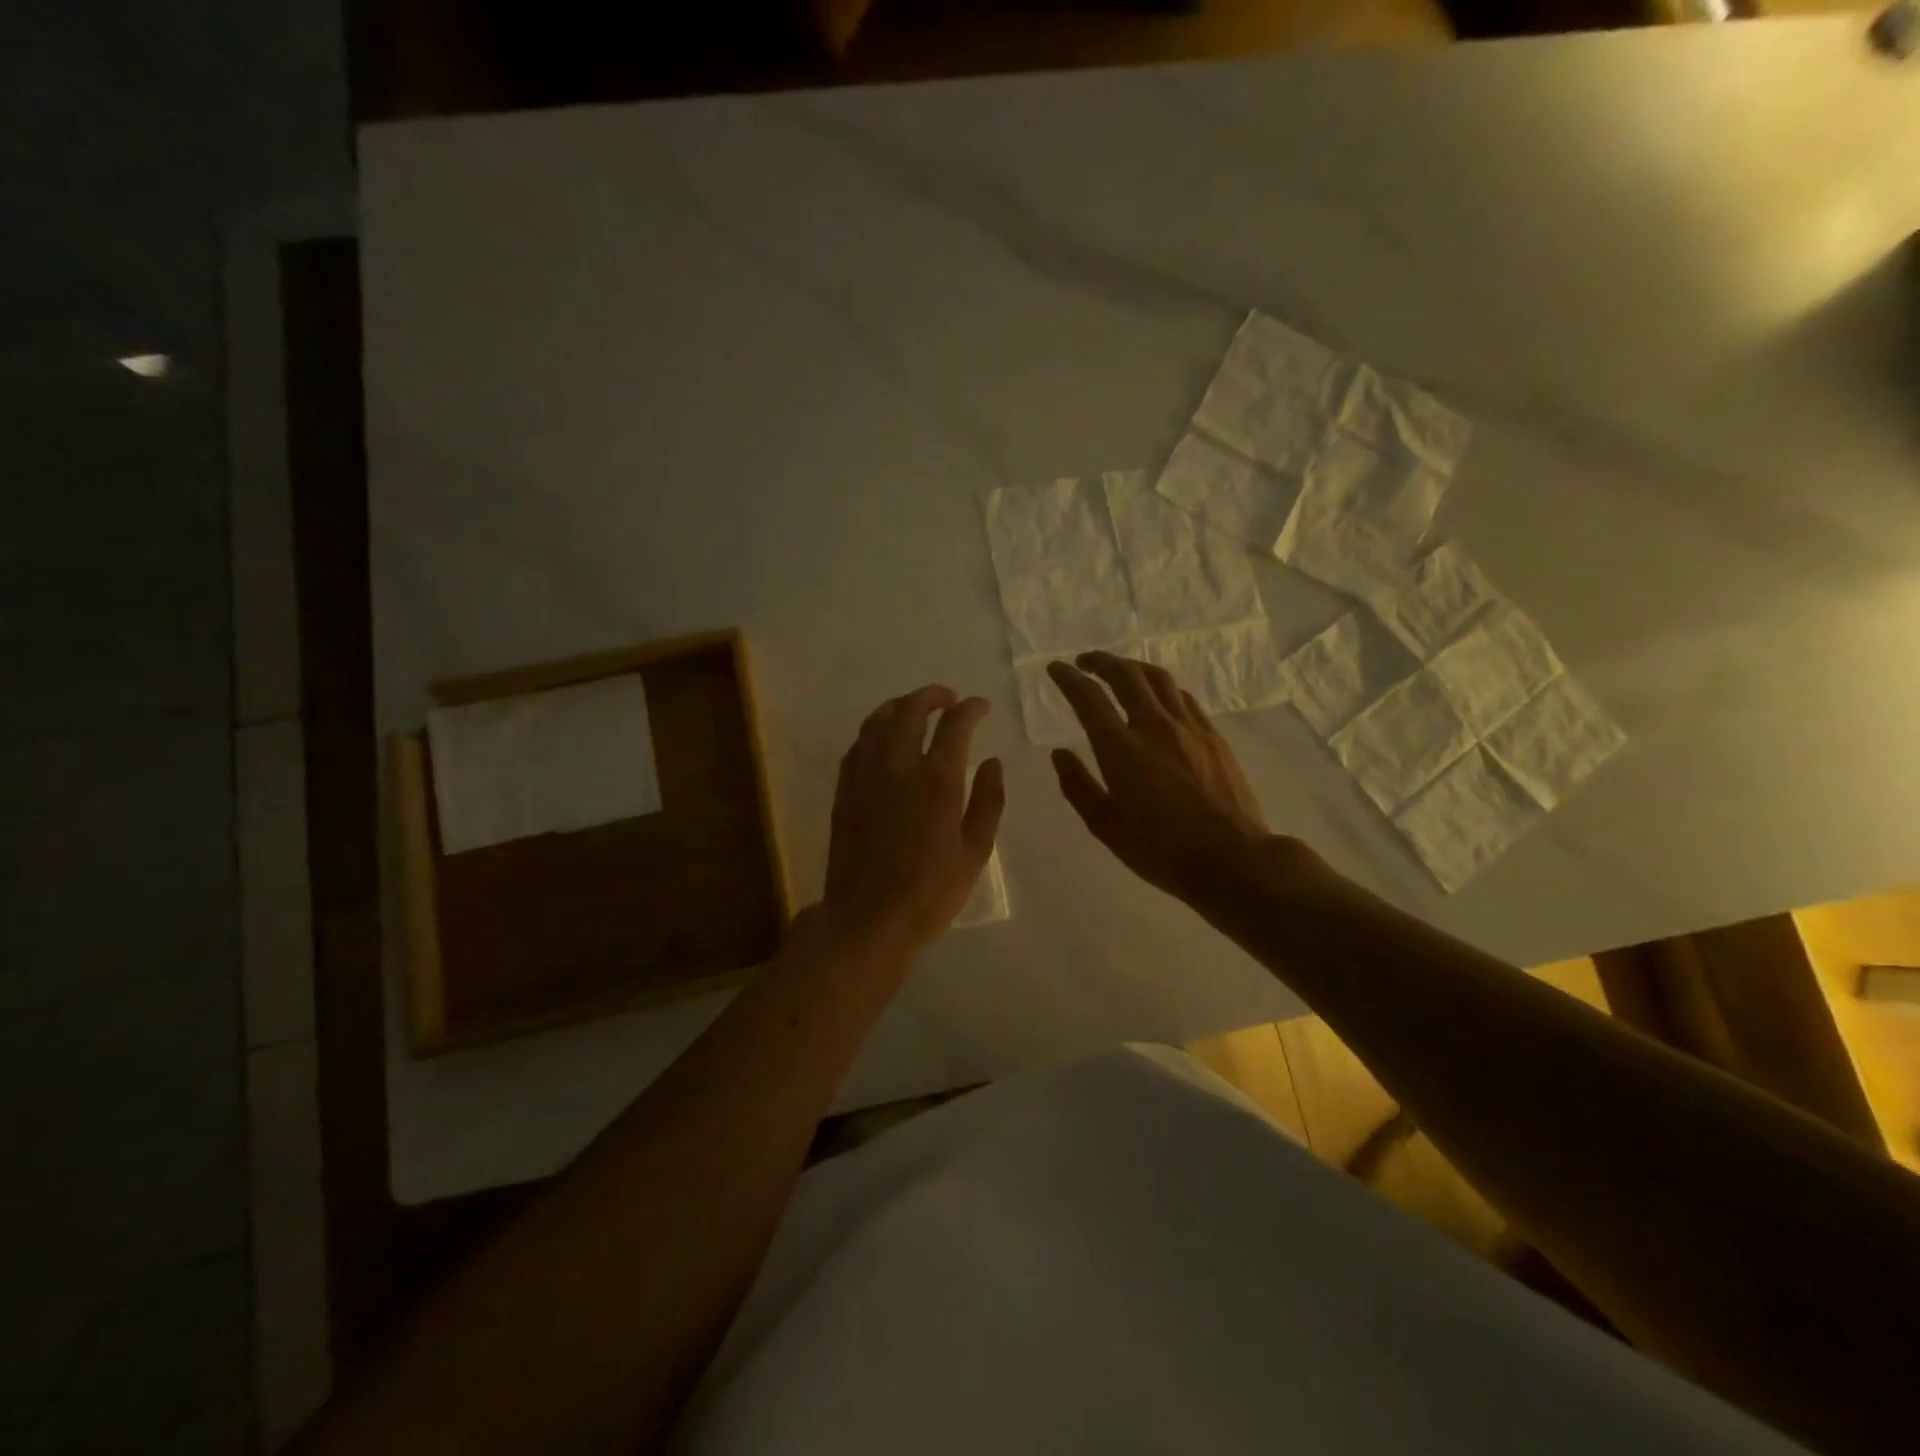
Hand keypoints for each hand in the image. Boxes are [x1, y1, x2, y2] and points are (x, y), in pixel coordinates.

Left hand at [822, 685, 1005, 967]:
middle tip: (949, 699)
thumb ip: (988, 801)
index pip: (954, 725)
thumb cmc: (930, 892)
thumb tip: (992, 762)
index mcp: (937, 781)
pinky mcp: (844, 790)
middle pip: (910, 710)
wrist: (867, 919)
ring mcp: (865, 776)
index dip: (970, 708)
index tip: (980, 706)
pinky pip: (858, 745)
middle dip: (932, 696)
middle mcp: (898, 767)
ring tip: (915, 709)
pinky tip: (883, 738)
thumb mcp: (975, 852)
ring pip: (878, 721)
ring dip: (900, 706)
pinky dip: (875, 730)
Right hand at [1048, 652, 1282, 902]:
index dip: (1069, 678)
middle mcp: (1153, 726)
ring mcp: (1188, 727)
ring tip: (1121, 670)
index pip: (1089, 698)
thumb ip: (1078, 786)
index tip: (1056, 669)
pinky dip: (1163, 687)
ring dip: (1133, 667)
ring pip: (1158, 679)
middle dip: (1101, 661)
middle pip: (1125, 675)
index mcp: (1120, 748)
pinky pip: (1183, 697)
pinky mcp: (1213, 736)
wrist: (1230, 857)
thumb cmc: (1160, 849)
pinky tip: (1160, 697)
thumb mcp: (1105, 826)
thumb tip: (1060, 754)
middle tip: (1086, 661)